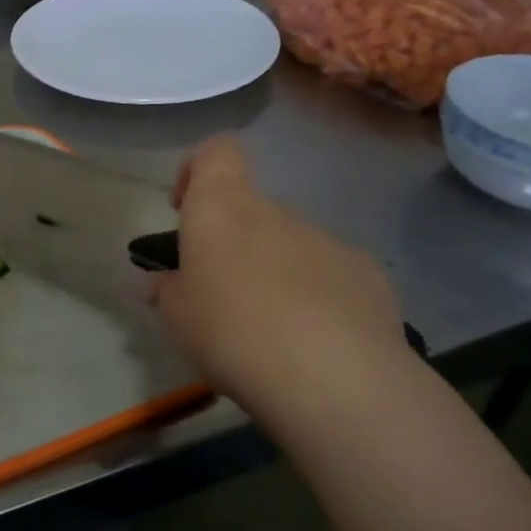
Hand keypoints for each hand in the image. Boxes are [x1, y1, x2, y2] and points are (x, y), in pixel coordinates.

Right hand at [151, 137, 410, 429]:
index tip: (185, 211)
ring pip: (289, 245)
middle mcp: (276, 211)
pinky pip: (328, 275)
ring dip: (274, 274)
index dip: (197, 170)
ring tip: (268, 332)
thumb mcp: (177, 319)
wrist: (333, 377)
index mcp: (222, 208)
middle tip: (220, 297)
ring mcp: (326, 240)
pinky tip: (313, 343)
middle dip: (233, 244)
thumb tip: (163, 282)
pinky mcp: (367, 274)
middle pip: (250, 210)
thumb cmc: (232, 332)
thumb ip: (168, 291)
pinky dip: (316, 297)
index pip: (216, 152)